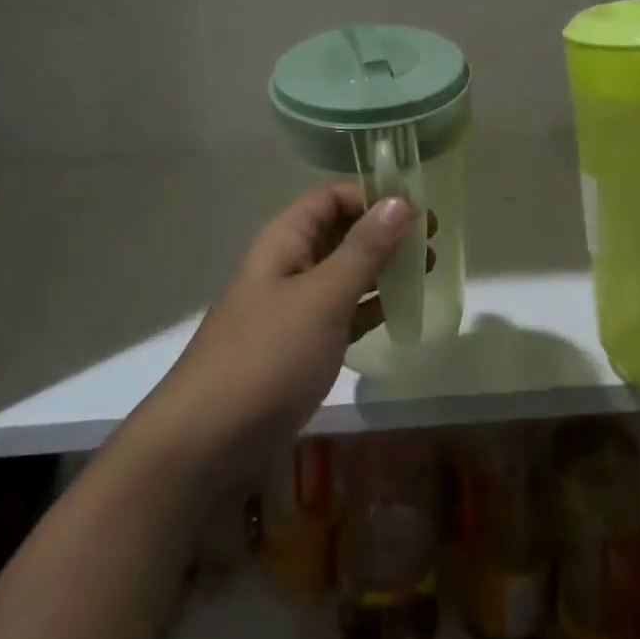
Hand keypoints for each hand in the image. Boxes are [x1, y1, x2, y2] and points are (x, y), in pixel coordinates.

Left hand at [135, 183, 414, 482]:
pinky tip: (402, 312)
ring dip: (382, 269)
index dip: (373, 195)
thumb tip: (399, 201)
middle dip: (384, 232)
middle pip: (340, 233)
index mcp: (285, 240)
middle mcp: (288, 265)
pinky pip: (343, 313)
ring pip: (344, 274)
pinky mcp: (300, 347)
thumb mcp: (322, 297)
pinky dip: (370, 308)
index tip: (420, 207)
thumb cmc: (268, 356)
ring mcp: (293, 308)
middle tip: (432, 241)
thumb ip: (363, 250)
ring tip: (427, 271)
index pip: (332, 198)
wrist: (207, 443)